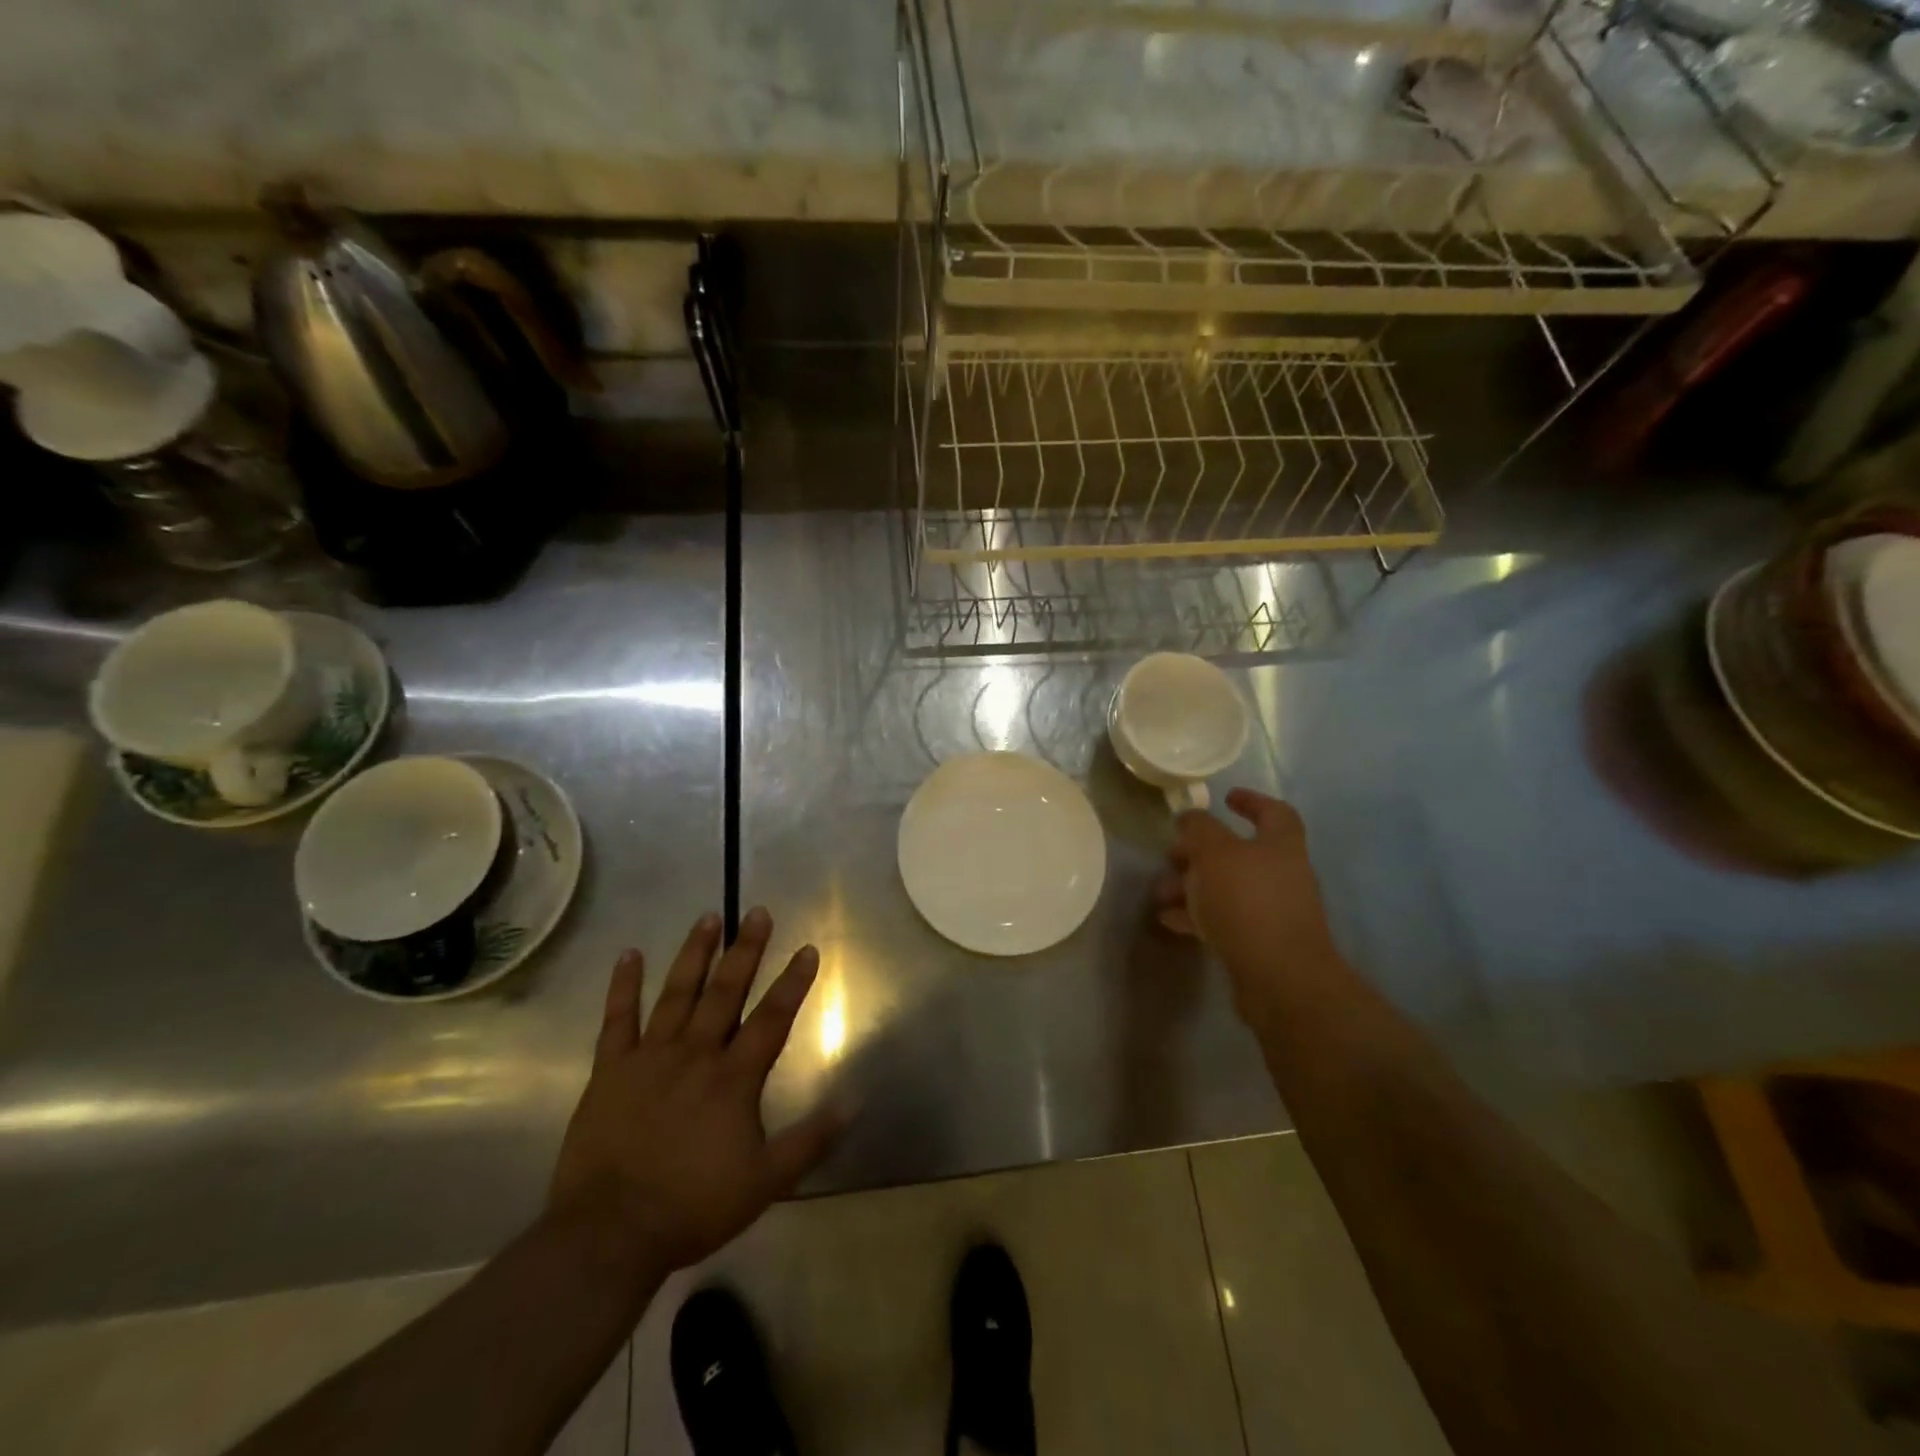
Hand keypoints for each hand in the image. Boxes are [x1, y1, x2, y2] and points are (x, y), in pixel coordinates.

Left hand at [547, 908, 842, 1283]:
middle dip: (746, 950)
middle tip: (758, 912)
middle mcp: (695, 1054)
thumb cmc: (693, 1206)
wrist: (609, 1234)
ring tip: (708, 917)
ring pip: (676, 994)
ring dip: (694, 954)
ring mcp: (650, 1057)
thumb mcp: (766, 1180)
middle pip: (726, 991)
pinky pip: (617, 1019)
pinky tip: (629, 954)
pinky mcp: (610, 1070)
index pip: (772, 1018)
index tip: (807, 948)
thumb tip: (856, 1100)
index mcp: (734, 1078)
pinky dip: (623, 986)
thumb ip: (811, 1138)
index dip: (793, 982)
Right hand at [1155, 789, 1344, 1020]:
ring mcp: (1273, 911)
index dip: (1251, 801)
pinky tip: (1169, 919)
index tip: (1224, 798)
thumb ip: (1199, 829)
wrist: (1280, 978)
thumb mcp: (1214, 854)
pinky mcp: (1260, 942)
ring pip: (1227, 887)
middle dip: (1201, 851)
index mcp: (1281, 845)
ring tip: (1160, 891)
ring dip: (1192, 885)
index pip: (1274, 812)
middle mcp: (1282, 874)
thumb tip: (1190, 817)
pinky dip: (1197, 915)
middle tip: (1171, 854)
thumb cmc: (1247, 902)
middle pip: (1240, 853)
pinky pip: (1224, 919)